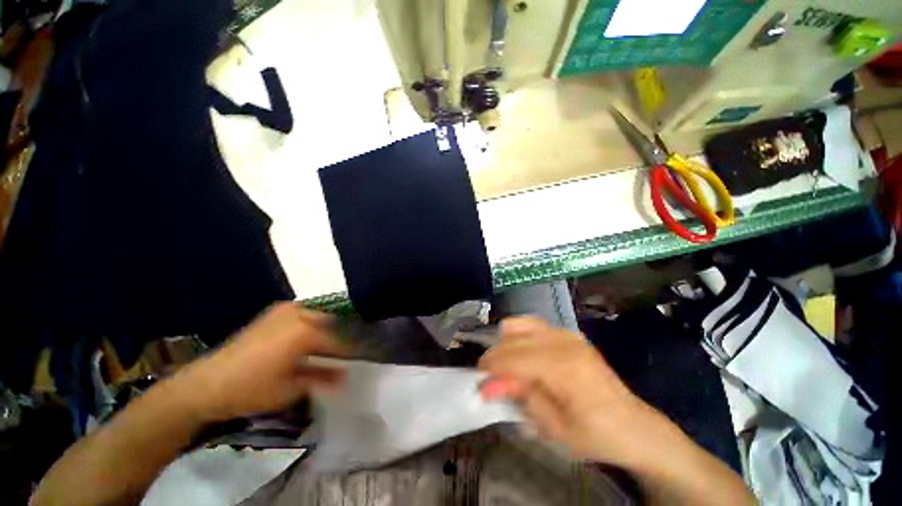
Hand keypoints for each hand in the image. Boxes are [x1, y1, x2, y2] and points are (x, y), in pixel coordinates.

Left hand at [173, 302, 348, 421]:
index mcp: (306, 331)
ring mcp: (285, 311)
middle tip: (347, 352)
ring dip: (327, 331)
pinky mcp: (273, 313)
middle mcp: (299, 314)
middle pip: (331, 324)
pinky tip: (312, 339)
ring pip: (318, 317)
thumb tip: (346, 376)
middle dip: (340, 338)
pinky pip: (303, 315)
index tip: (361, 357)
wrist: (205, 384)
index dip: (351, 351)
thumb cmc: (252, 389)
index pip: (338, 340)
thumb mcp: (292, 389)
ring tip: (332, 347)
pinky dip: (312, 326)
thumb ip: (324, 378)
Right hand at [478, 317, 675, 467]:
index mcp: (563, 365)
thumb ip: (520, 396)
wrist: (633, 426)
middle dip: (496, 356)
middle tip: (494, 380)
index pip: (512, 356)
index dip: (491, 368)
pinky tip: (526, 359)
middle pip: (512, 335)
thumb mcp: (553, 427)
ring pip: (519, 323)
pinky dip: (520, 339)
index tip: (480, 384)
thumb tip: (488, 383)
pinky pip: (532, 326)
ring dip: (507, 343)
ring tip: (510, 367)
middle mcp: (563, 340)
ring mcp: (566, 333)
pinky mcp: (568, 333)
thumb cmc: (594, 435)